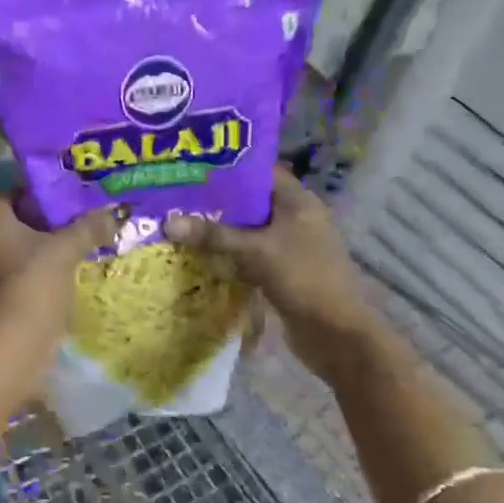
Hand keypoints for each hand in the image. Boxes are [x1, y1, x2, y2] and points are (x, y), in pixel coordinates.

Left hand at [0, 198, 117, 351]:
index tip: (70, 210)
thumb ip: (88, 227)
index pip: (15, 195)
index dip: (43, 200)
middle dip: (38, 229)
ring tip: (65, 262)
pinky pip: (3, 278)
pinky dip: (22, 279)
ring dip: (30, 256)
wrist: (10, 345)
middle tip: (72, 234)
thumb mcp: (67, 250)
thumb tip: (114, 211)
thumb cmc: (34, 283)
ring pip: (6, 253)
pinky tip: (48, 287)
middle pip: (11, 225)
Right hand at [163, 168, 372, 378]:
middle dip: (219, 202)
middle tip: (179, 197)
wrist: (335, 333)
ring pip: (250, 231)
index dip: (230, 169)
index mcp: (299, 202)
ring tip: (183, 223)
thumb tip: (168, 223)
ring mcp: (291, 247)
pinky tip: (202, 256)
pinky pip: (251, 255)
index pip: (262, 173)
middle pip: (252, 202)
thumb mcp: (255, 251)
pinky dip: (231, 255)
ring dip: (222, 231)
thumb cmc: (302, 278)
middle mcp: (297, 219)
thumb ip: (213, 235)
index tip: (195, 169)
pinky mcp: (283, 272)